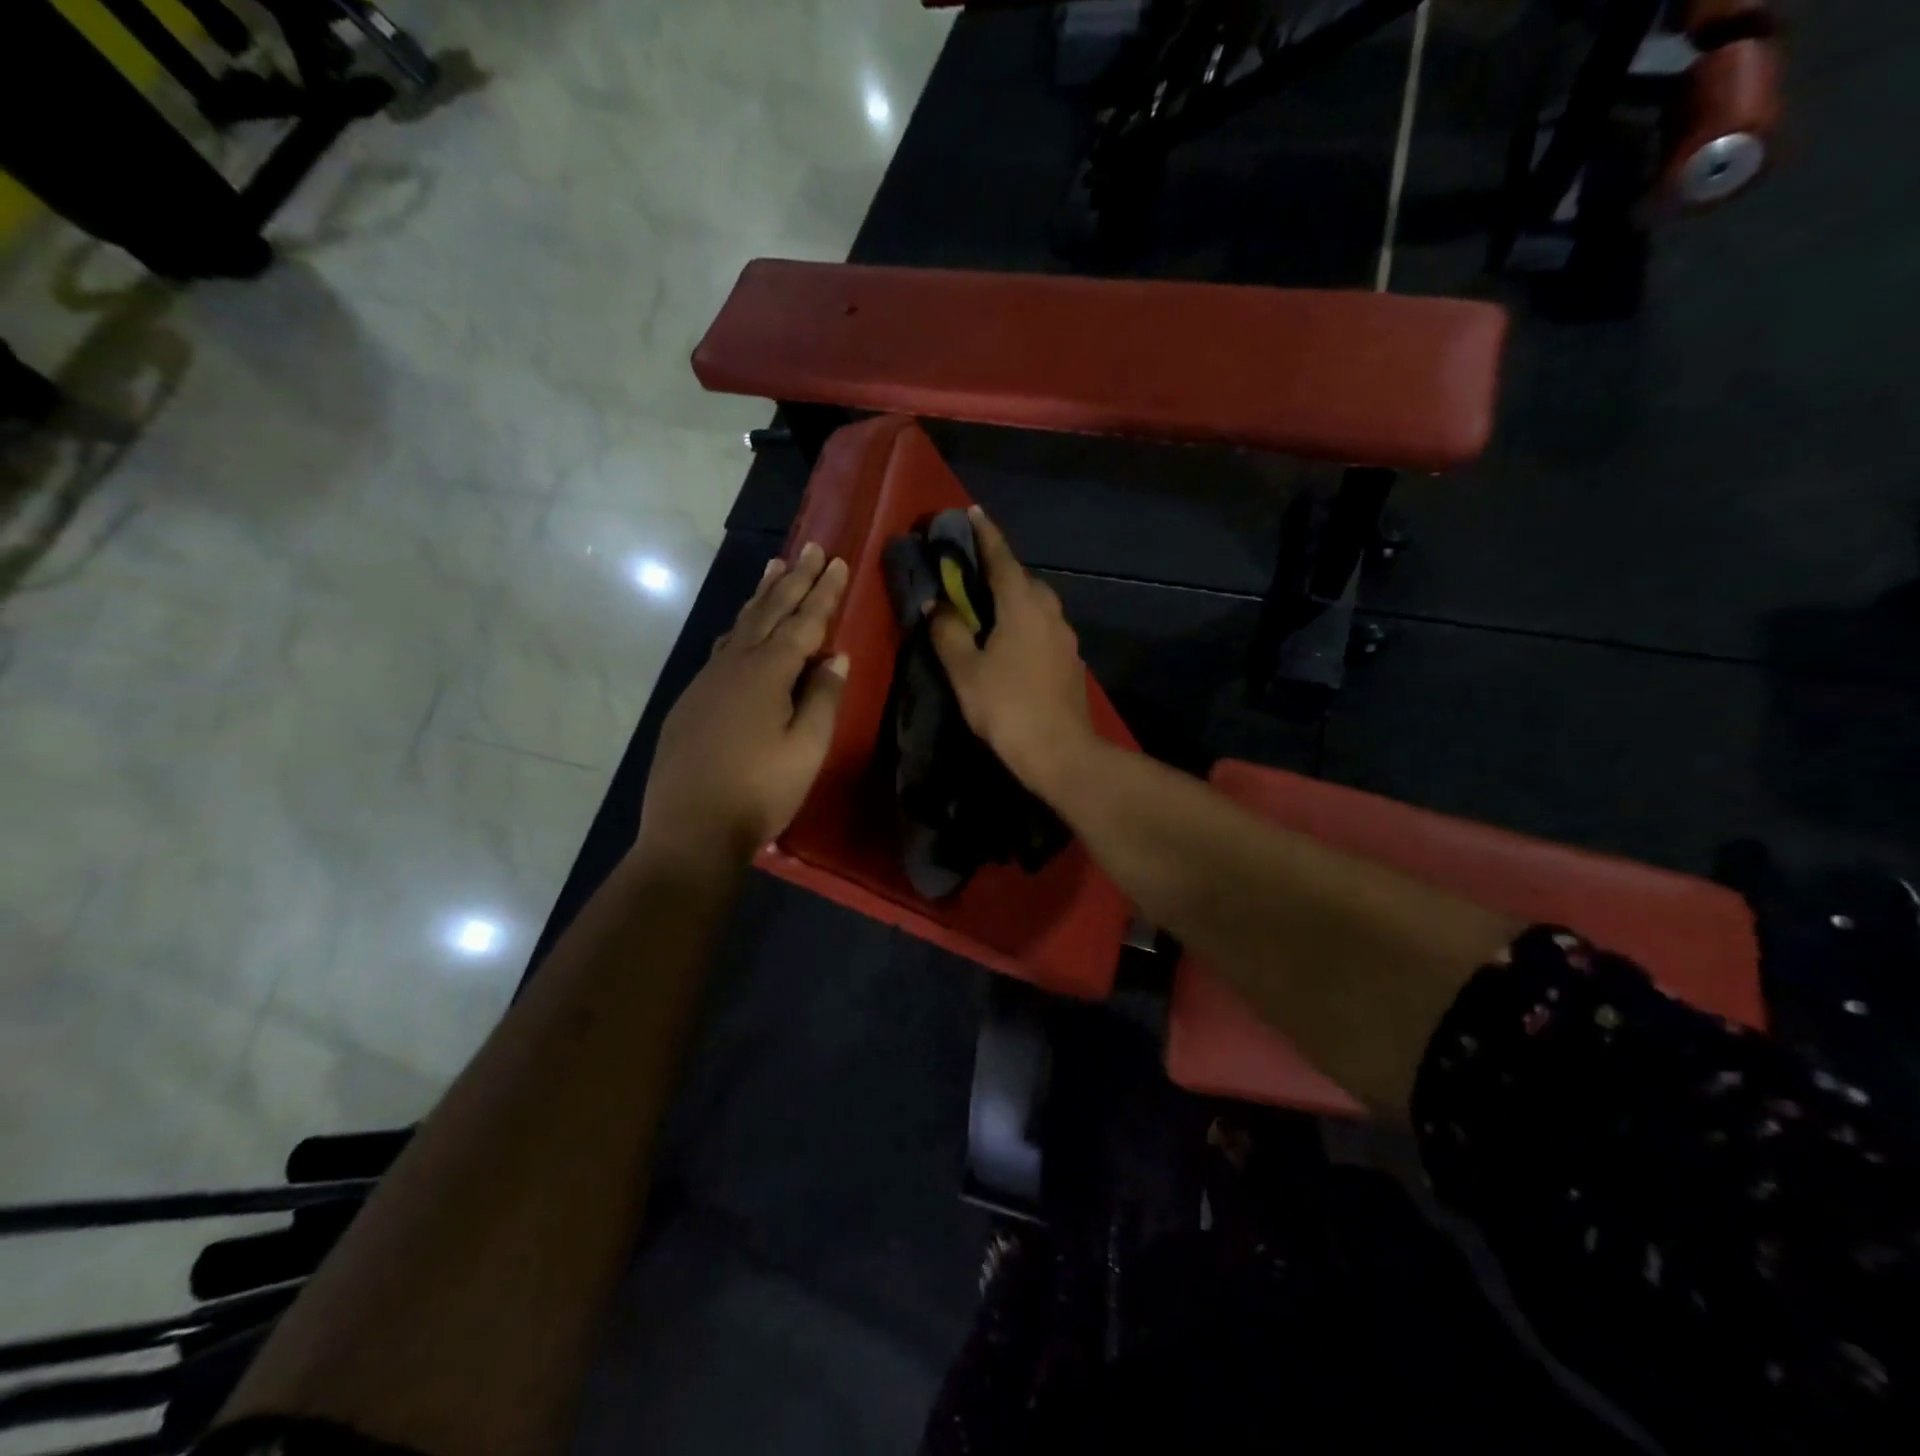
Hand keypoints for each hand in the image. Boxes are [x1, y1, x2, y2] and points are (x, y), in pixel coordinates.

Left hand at [636, 543, 849, 875]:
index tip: (835, 560)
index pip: (803, 622)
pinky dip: (740, 628)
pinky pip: (722, 649)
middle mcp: (734, 665)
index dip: (822, 592)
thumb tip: (835, 657)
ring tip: (774, 568)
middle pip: (769, 612)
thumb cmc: (759, 790)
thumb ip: (823, 698)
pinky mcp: (691, 701)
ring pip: (740, 626)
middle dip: (793, 580)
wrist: (690, 829)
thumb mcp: (806, 748)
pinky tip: (741, 630)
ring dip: (762, 596)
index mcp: (767, 673)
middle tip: (808, 548)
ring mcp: (707, 681)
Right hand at [930, 507, 1095, 795]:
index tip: (972, 512)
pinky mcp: (1070, 660)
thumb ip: (948, 631)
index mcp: (1022, 605)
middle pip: (1022, 579)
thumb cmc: (1007, 707)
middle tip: (970, 571)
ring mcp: (1065, 636)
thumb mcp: (965, 671)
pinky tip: (1010, 642)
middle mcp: (1050, 611)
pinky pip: (1043, 627)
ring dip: (1012, 598)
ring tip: (987, 607)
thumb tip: (936, 603)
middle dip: (998, 569)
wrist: (1060, 752)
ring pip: (1036, 604)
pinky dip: (1024, 622)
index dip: (985, 534)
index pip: (1001, 558)